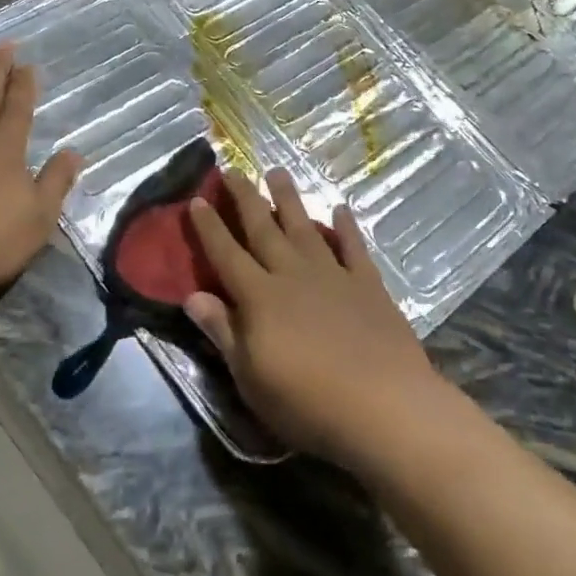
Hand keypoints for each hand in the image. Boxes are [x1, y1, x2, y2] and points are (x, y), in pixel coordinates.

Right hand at [183, 168, 448, 469]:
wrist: (383, 406)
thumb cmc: (307, 402)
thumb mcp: (250, 378)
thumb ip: (223, 332)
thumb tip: (192, 296)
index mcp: (260, 298)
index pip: (226, 254)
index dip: (210, 227)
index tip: (197, 199)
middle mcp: (292, 275)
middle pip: (263, 229)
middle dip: (245, 198)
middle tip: (232, 169)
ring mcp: (332, 275)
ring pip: (304, 227)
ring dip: (289, 199)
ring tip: (277, 172)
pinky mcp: (367, 284)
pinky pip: (353, 247)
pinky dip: (345, 227)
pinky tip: (340, 209)